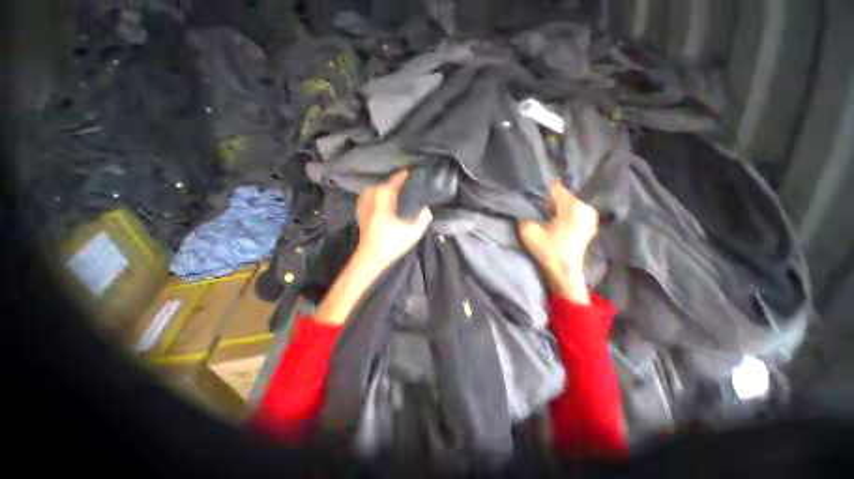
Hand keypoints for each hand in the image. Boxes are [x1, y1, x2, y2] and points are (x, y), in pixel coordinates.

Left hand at [314, 170, 431, 324]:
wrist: (371, 257)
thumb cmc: (392, 245)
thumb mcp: (413, 233)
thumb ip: (423, 219)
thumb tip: (426, 208)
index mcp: (384, 203)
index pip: (394, 183)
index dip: (403, 176)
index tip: (411, 171)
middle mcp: (372, 200)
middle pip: (383, 183)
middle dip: (394, 181)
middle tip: (405, 182)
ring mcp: (364, 205)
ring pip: (374, 189)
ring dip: (384, 186)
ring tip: (395, 188)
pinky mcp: (361, 211)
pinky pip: (368, 195)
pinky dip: (375, 193)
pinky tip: (381, 197)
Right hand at [519, 181, 598, 302]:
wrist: (564, 271)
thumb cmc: (547, 250)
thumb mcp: (528, 230)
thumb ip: (525, 213)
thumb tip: (527, 205)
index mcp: (573, 207)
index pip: (556, 188)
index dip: (542, 190)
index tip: (533, 194)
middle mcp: (586, 207)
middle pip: (563, 195)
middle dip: (550, 199)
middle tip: (538, 207)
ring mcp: (591, 215)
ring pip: (569, 202)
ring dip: (557, 206)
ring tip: (546, 214)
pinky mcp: (590, 223)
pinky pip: (575, 210)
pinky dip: (564, 212)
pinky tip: (556, 221)